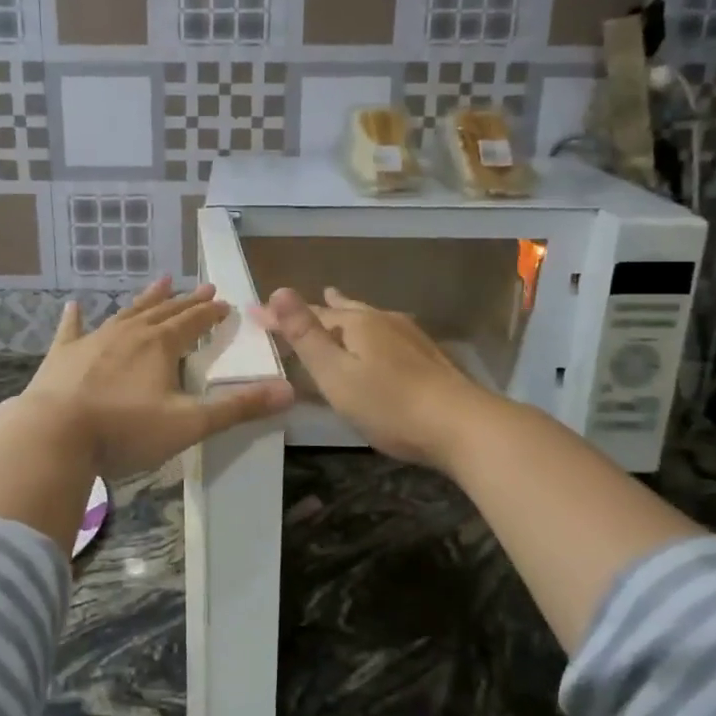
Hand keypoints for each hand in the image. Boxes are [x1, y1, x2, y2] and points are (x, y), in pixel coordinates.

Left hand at [23, 278, 294, 478]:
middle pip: (164, 311)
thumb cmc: (125, 430)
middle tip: (203, 287)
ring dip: (146, 299)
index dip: (211, 313)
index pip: (193, 322)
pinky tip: (74, 305)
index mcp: (160, 346)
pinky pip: (72, 330)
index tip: (225, 303)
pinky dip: (75, 318)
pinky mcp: (62, 356)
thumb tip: (288, 391)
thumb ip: (238, 408)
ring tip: (161, 281)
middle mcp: (128, 334)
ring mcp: (92, 341)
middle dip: (186, 301)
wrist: (53, 436)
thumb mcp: (189, 424)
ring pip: (126, 313)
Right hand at [253, 286, 491, 468]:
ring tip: (338, 302)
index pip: (310, 313)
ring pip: (369, 317)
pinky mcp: (428, 356)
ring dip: (347, 312)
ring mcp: (410, 336)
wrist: (462, 425)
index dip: (281, 315)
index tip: (253, 314)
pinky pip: (387, 332)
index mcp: (357, 323)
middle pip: (343, 310)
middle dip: (318, 308)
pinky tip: (382, 337)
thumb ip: (306, 335)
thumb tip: (279, 290)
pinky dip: (369, 330)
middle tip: (301, 302)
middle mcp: (384, 320)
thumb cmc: (389, 404)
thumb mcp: (336, 373)